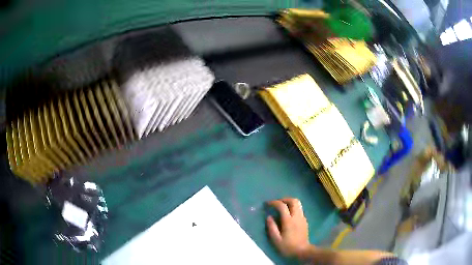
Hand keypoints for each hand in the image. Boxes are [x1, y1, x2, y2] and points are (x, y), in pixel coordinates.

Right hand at [266, 198, 309, 256]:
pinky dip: (293, 208)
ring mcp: (302, 218)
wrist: (302, 251)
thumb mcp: (276, 240)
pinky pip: (299, 209)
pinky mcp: (305, 221)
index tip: (267, 204)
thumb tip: (268, 217)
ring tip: (281, 208)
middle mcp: (297, 216)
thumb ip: (272, 227)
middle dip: (284, 199)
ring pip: (298, 204)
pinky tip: (288, 215)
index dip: (274, 202)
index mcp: (289, 221)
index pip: (282, 206)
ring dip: (289, 202)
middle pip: (294, 200)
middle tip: (276, 203)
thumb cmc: (288, 247)